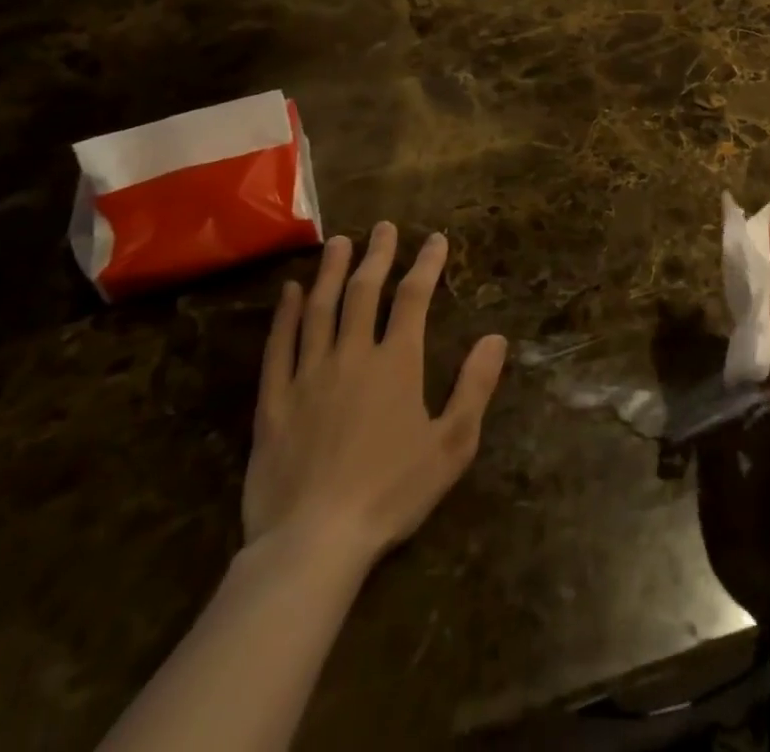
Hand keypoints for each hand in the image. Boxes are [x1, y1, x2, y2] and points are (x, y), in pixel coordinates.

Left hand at [242, 225, 508, 578]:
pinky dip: (285, 315)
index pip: (413, 298)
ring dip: (330, 272)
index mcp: (397, 363)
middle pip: (363, 292)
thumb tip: (496, 337)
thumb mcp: (452, 444)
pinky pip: (279, 347)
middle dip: (377, 255)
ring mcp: (308, 375)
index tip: (435, 239)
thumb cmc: (391, 492)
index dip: (426, 265)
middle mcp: (352, 356)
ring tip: (338, 242)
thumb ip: (475, 386)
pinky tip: (290, 292)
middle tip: (384, 226)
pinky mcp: (274, 402)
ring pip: (319, 309)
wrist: (313, 542)